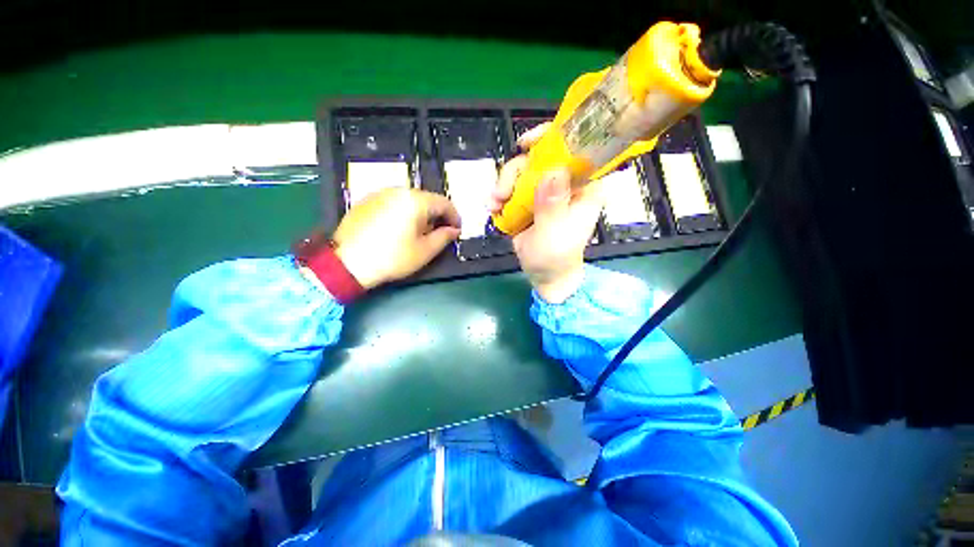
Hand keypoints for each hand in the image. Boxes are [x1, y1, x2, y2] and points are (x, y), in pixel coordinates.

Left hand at [333, 188, 460, 288]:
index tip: (457, 230)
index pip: (444, 203)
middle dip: (437, 215)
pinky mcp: (367, 201)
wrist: (347, 263)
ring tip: (420, 232)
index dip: (454, 216)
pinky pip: (393, 203)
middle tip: (440, 233)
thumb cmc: (392, 257)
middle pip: (426, 199)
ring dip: (421, 214)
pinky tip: (400, 229)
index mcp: (415, 201)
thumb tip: (454, 230)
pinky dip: (404, 213)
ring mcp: (380, 194)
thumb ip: (444, 237)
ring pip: (409, 200)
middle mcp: (398, 190)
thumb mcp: (425, 251)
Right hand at [490, 124, 603, 302]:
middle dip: (516, 172)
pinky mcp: (530, 199)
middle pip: (539, 158)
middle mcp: (565, 183)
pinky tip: (494, 208)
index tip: (526, 144)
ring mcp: (546, 190)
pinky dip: (500, 195)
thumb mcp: (554, 235)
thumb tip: (552, 171)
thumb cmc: (556, 258)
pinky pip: (513, 186)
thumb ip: (552, 206)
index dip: (552, 138)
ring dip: (504, 185)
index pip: (576, 149)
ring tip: (494, 205)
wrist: (544, 274)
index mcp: (584, 187)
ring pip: (522, 171)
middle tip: (501, 194)